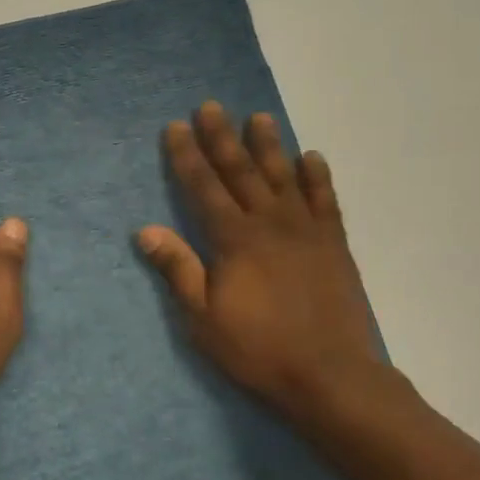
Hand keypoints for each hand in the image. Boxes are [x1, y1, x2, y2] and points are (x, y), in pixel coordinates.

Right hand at [138, 101, 402, 437]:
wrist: (329, 373)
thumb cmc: (257, 348)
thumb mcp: (202, 317)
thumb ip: (178, 268)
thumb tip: (145, 229)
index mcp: (234, 239)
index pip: (203, 186)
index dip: (187, 155)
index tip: (175, 127)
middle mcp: (270, 223)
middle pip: (241, 171)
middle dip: (222, 137)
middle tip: (210, 106)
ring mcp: (306, 230)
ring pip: (284, 176)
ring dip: (269, 145)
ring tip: (259, 117)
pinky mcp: (334, 244)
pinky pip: (325, 200)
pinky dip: (317, 176)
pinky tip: (311, 157)